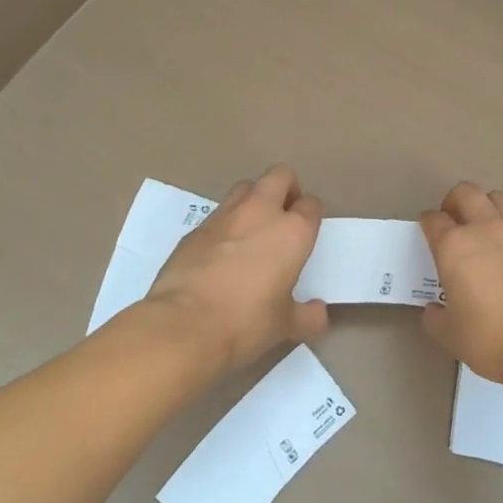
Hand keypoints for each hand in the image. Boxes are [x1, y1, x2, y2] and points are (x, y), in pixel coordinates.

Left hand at [146, 166, 329, 368]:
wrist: (183, 326)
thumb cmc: (246, 323)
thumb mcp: (285, 326)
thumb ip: (307, 316)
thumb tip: (319, 312)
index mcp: (292, 231)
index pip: (311, 205)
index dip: (311, 216)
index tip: (306, 233)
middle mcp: (261, 212)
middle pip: (280, 176)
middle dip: (286, 189)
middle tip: (284, 216)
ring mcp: (224, 216)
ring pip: (246, 187)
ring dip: (254, 200)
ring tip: (252, 230)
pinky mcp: (195, 229)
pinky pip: (218, 215)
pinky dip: (225, 225)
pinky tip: (221, 253)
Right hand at [418, 182, 502, 385]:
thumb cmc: (488, 337)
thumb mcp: (449, 334)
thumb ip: (436, 317)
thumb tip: (434, 310)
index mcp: (454, 246)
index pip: (433, 219)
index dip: (428, 224)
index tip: (428, 234)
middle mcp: (486, 230)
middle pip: (467, 192)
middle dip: (455, 201)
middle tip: (454, 222)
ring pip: (500, 200)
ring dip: (488, 208)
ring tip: (485, 232)